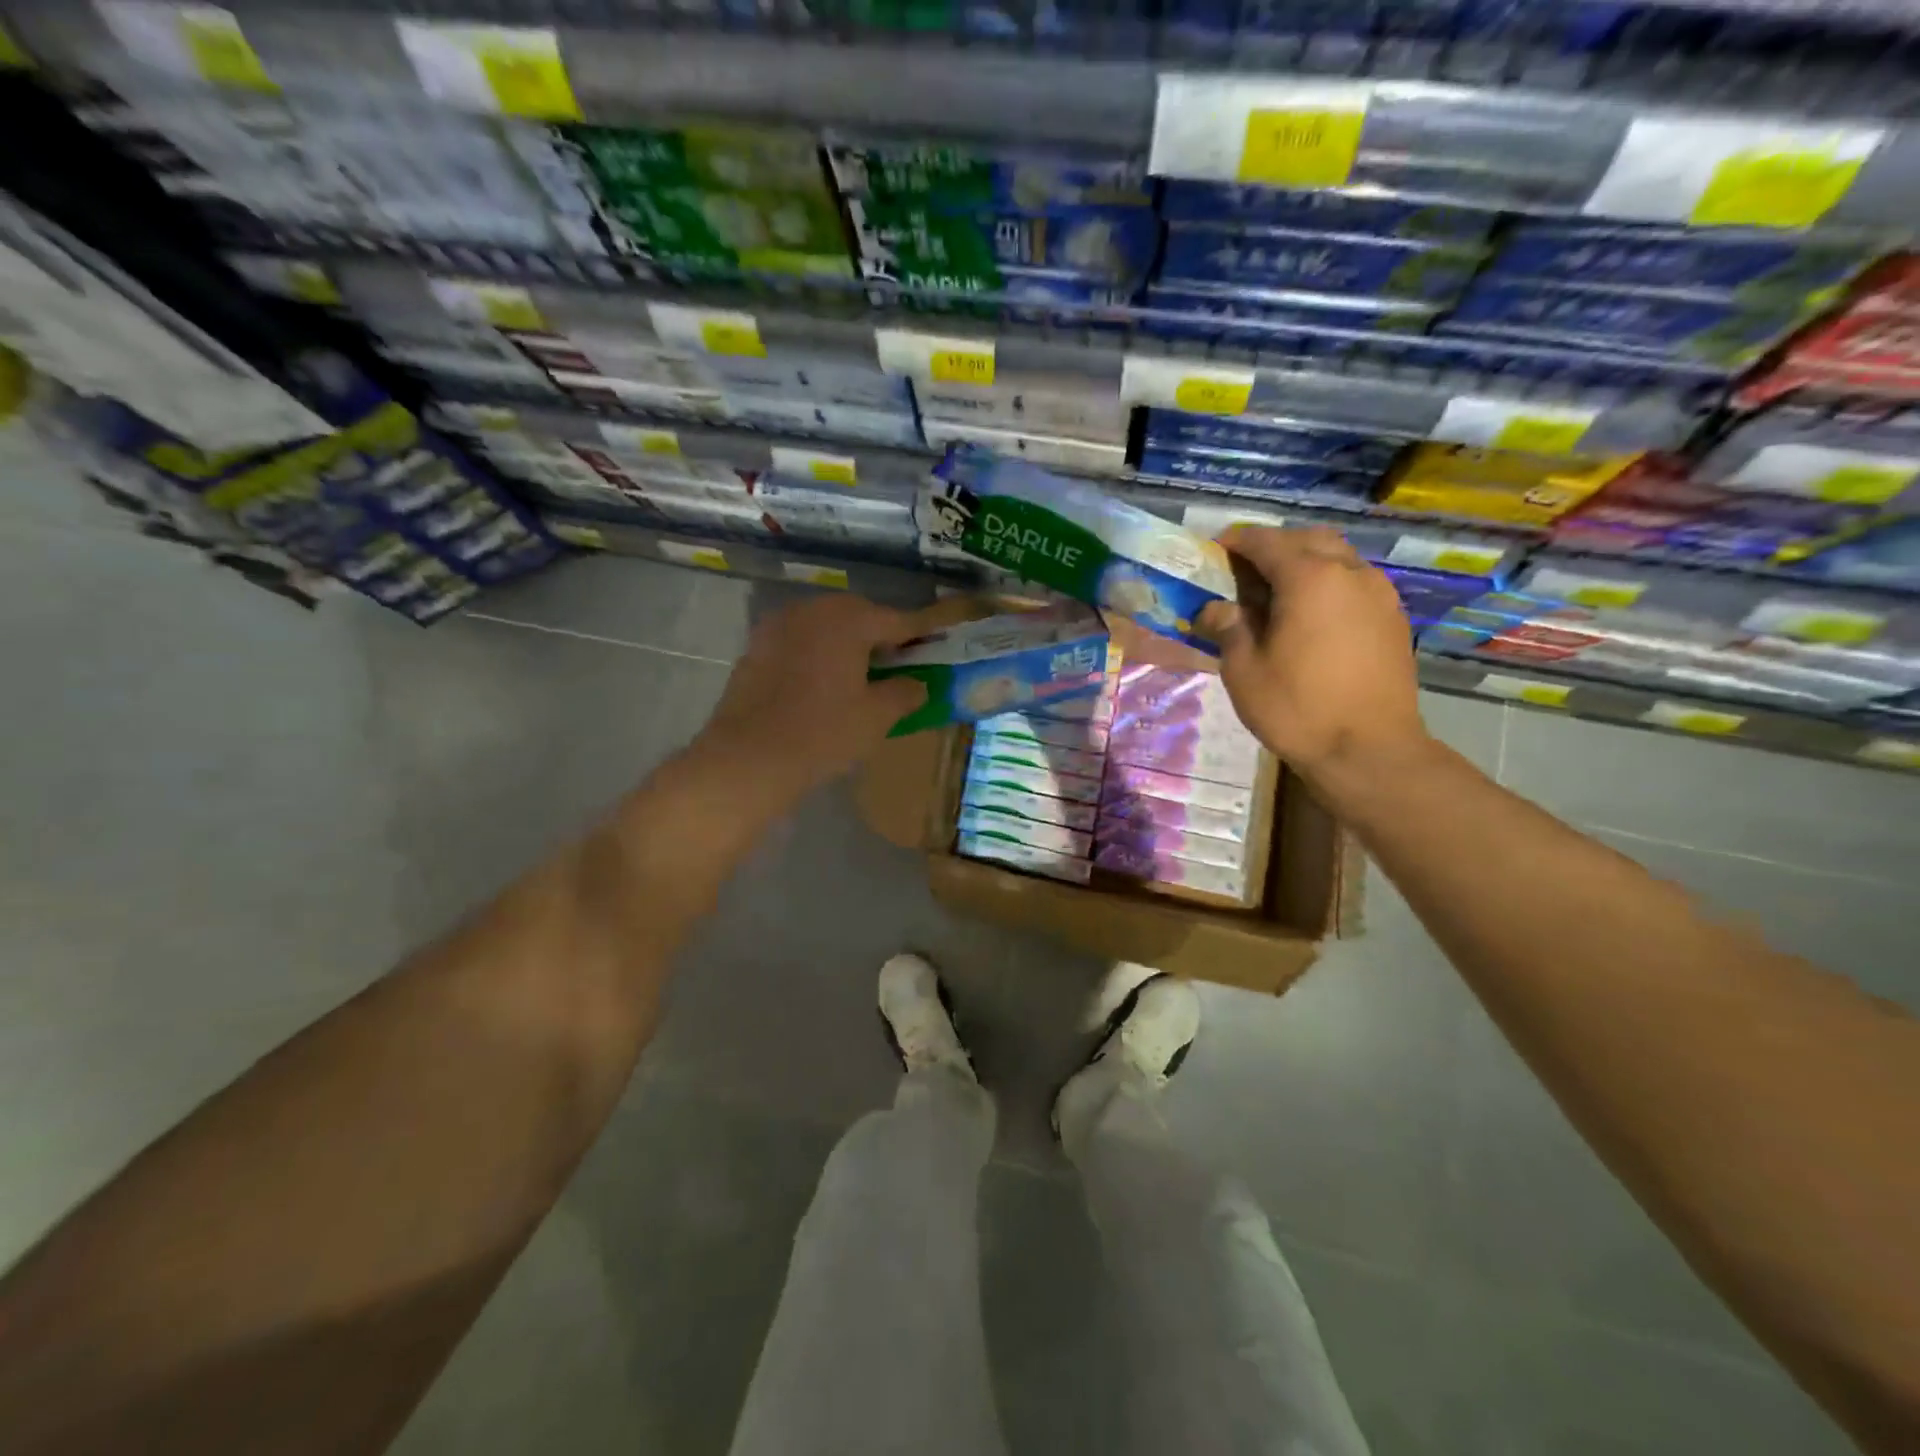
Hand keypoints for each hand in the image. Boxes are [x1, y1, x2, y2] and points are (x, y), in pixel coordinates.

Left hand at [692, 593, 928, 809]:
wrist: (748, 757)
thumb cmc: (823, 733)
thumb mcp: (876, 717)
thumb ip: (905, 693)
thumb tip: (917, 684)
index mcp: (848, 620)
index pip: (897, 620)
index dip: (922, 630)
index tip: (940, 632)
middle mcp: (812, 610)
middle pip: (858, 614)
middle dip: (881, 633)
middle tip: (898, 659)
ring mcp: (779, 626)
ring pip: (825, 624)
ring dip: (847, 640)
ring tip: (860, 670)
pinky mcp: (756, 646)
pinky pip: (799, 640)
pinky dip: (817, 651)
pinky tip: (822, 679)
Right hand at [1197, 526, 1429, 776]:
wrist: (1370, 750)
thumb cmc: (1297, 708)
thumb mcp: (1244, 670)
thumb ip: (1228, 628)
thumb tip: (1213, 609)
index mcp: (1309, 577)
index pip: (1266, 542)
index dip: (1236, 542)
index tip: (1214, 551)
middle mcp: (1349, 572)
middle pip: (1308, 540)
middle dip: (1274, 547)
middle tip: (1246, 572)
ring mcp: (1378, 593)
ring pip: (1337, 558)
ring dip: (1305, 564)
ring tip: (1278, 595)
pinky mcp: (1392, 618)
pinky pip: (1355, 583)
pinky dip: (1329, 585)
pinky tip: (1312, 617)